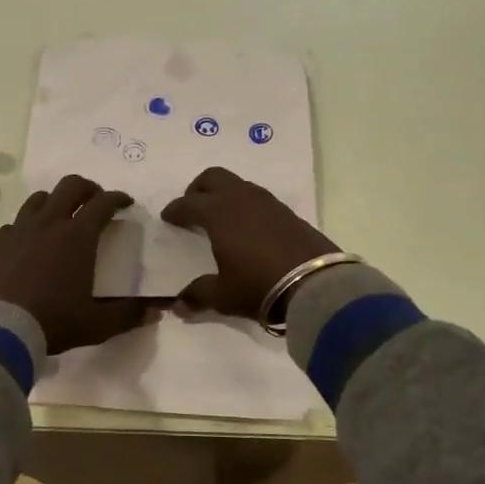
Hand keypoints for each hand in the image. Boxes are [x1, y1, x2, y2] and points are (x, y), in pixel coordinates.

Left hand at [0, 175, 149, 352]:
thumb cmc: (52, 322)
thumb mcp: (97, 324)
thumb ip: (128, 315)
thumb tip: (157, 311)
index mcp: (78, 236)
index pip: (103, 202)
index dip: (118, 198)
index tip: (126, 203)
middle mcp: (49, 223)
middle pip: (70, 186)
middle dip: (88, 188)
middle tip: (95, 200)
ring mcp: (19, 229)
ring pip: (39, 198)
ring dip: (55, 201)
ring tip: (61, 216)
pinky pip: (15, 223)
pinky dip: (28, 225)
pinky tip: (29, 242)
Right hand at [161, 167, 337, 317]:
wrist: (316, 285)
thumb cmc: (259, 285)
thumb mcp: (224, 295)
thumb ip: (198, 295)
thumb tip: (178, 306)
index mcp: (219, 213)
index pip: (189, 203)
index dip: (176, 209)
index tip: (168, 217)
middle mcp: (241, 199)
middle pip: (213, 177)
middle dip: (198, 189)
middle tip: (192, 206)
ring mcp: (268, 203)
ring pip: (238, 184)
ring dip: (224, 194)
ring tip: (220, 216)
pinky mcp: (288, 212)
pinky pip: (258, 198)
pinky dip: (245, 204)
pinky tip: (248, 226)